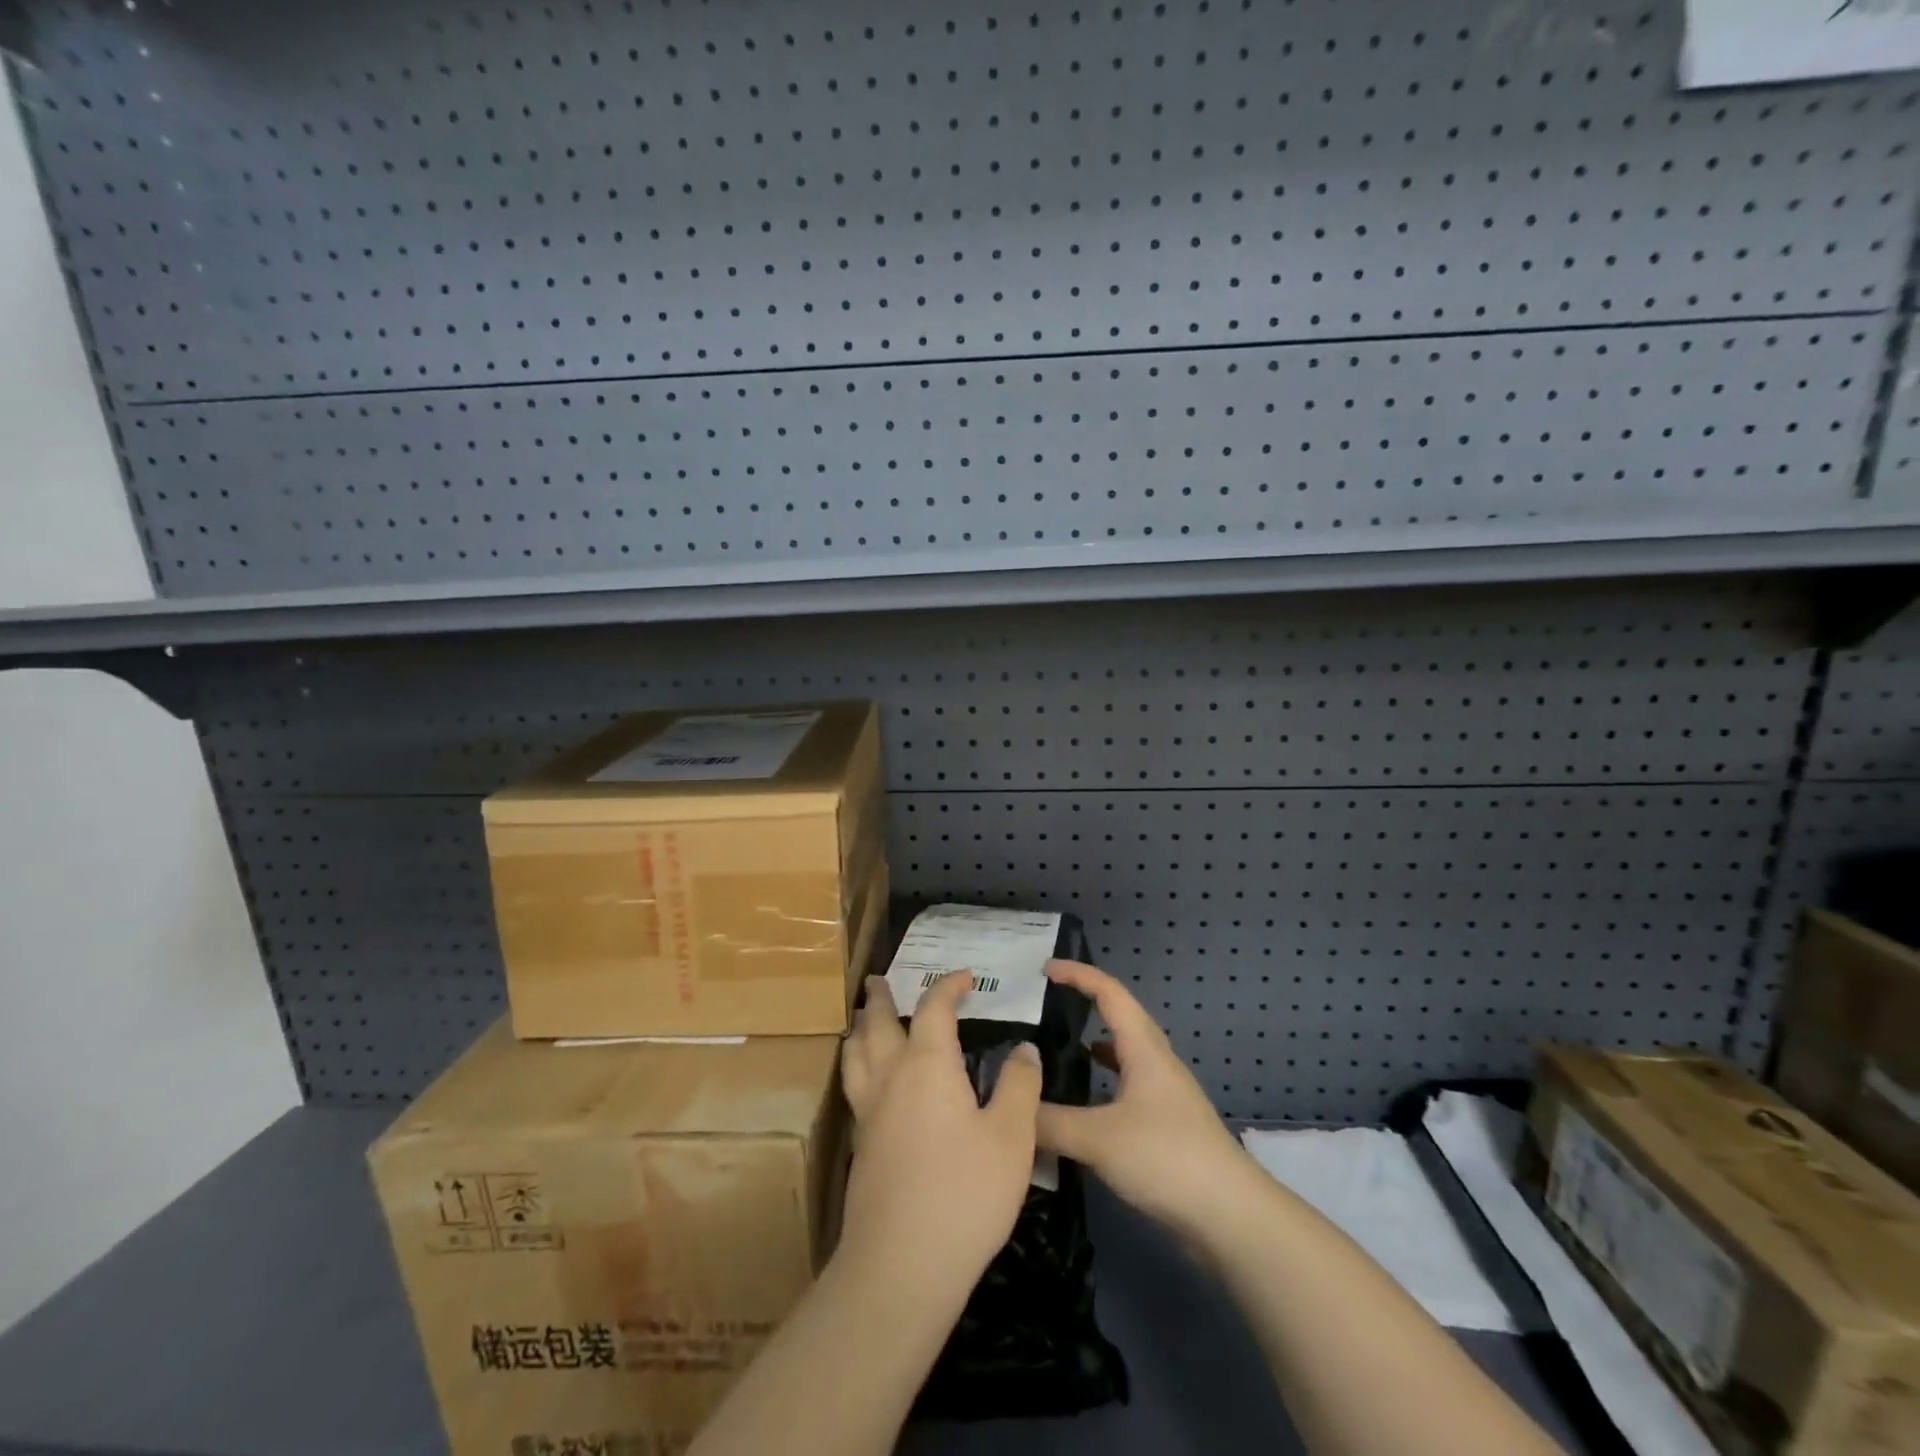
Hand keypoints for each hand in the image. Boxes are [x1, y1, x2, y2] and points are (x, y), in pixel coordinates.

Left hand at [837, 971, 1042, 1301]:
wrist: (901, 1265)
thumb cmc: (965, 1193)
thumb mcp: (1012, 1137)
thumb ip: (1019, 1086)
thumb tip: (1024, 1048)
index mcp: (928, 1064)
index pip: (934, 1007)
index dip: (949, 985)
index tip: (965, 977)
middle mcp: (891, 1076)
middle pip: (877, 1022)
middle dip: (881, 997)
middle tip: (877, 979)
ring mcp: (868, 1111)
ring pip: (854, 1053)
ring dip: (860, 1027)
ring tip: (862, 1018)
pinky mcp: (859, 1144)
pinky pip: (853, 1084)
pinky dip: (856, 1063)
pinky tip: (867, 1080)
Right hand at [1036, 960, 1257, 1239]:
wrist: (1231, 1217)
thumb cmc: (1167, 1158)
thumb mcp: (1099, 1138)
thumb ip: (1049, 1122)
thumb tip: (1011, 1106)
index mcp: (1143, 1048)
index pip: (1108, 992)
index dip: (1077, 974)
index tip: (1043, 968)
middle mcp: (1154, 1061)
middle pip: (1116, 1017)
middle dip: (1081, 1004)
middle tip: (1042, 1007)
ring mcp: (1162, 1094)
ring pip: (1121, 1054)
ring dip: (1090, 1045)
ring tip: (1054, 1052)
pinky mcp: (1164, 1125)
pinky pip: (1124, 1087)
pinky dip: (1099, 1084)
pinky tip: (1081, 1104)